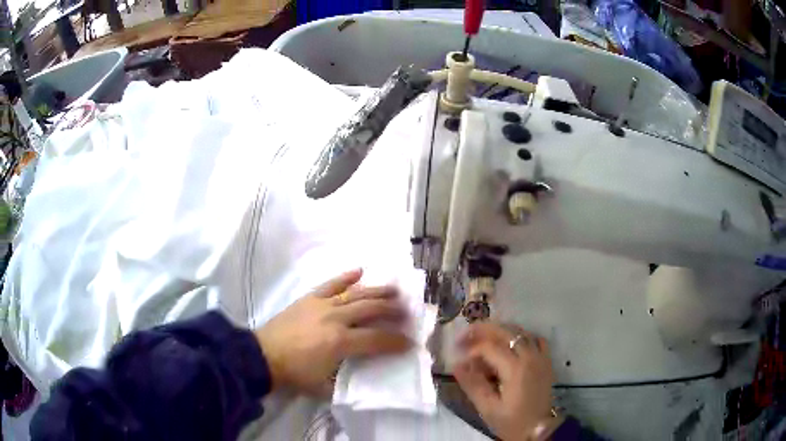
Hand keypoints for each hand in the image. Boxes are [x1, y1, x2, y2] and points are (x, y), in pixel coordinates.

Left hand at [255, 269, 410, 394]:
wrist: (263, 356)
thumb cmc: (294, 374)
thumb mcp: (324, 386)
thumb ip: (346, 383)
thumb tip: (365, 382)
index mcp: (340, 342)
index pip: (377, 339)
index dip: (396, 341)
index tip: (411, 342)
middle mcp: (336, 318)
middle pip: (371, 309)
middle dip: (393, 311)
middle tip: (408, 312)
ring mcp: (322, 305)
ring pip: (356, 294)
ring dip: (377, 291)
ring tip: (395, 289)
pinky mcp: (309, 298)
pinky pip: (331, 284)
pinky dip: (345, 277)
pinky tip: (360, 270)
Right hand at [454, 322, 554, 440]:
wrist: (539, 429)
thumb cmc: (512, 421)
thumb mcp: (488, 408)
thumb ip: (473, 385)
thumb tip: (457, 365)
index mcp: (515, 369)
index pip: (489, 347)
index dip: (471, 348)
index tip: (457, 354)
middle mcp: (530, 356)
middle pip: (506, 331)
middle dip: (482, 330)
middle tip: (465, 335)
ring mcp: (541, 356)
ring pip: (520, 331)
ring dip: (500, 330)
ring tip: (482, 337)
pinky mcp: (546, 360)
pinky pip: (534, 338)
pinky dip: (520, 336)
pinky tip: (510, 344)